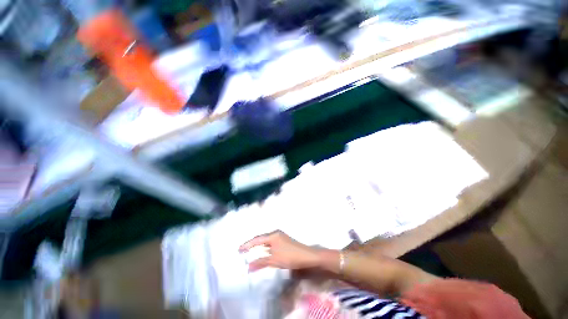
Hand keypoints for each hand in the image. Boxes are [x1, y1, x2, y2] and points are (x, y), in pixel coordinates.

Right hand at [239, 231, 321, 271]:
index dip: (247, 244)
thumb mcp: (274, 260)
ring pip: (266, 241)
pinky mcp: (283, 241)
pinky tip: (262, 252)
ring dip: (258, 246)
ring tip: (250, 251)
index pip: (257, 239)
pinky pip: (270, 243)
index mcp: (273, 235)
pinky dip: (265, 248)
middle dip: (252, 244)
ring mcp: (280, 237)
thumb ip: (261, 262)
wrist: (307, 256)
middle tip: (242, 250)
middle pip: (261, 238)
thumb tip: (248, 266)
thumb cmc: (290, 257)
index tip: (239, 249)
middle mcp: (275, 234)